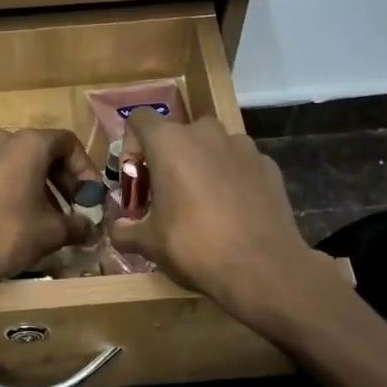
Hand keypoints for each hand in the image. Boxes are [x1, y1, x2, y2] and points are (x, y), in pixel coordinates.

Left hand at [0, 128, 97, 288]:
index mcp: (28, 144)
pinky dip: (16, 192)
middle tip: (75, 210)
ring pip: (20, 165)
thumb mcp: (50, 232)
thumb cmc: (5, 232)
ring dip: (41, 189)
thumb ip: (77, 226)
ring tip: (50, 220)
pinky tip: (20, 222)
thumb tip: (93, 230)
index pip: (68, 143)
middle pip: (44, 152)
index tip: (91, 199)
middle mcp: (2, 141)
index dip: (86, 170)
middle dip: (64, 182)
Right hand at [109, 112, 319, 328]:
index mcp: (169, 143)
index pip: (140, 118)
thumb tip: (117, 229)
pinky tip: (232, 211)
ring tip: (202, 204)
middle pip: (178, 134)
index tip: (137, 179)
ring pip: (211, 147)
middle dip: (168, 159)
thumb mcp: (148, 243)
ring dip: (201, 166)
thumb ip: (125, 230)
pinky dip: (231, 178)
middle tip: (166, 195)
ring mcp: (243, 146)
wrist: (262, 268)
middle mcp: (206, 133)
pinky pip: (239, 163)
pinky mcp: (268, 165)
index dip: (132, 145)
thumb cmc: (194, 247)